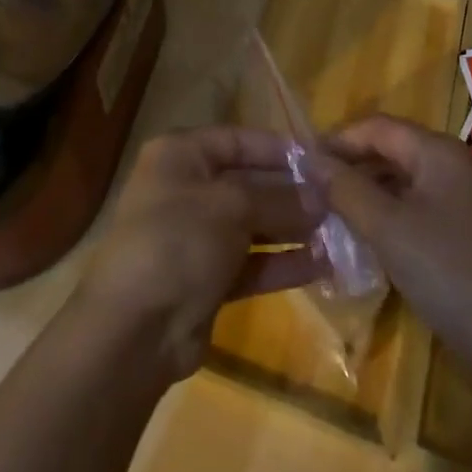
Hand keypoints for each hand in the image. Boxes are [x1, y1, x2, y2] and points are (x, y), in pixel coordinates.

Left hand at [73, 126, 325, 379]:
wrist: (132, 330)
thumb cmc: (177, 240)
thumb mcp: (231, 206)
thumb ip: (278, 198)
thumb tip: (322, 195)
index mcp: (181, 155)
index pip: (239, 140)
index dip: (280, 150)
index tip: (323, 161)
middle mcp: (188, 188)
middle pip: (249, 182)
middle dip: (292, 193)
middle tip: (339, 200)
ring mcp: (197, 236)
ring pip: (254, 224)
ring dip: (293, 228)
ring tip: (339, 232)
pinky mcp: (208, 279)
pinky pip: (252, 262)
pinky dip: (283, 262)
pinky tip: (322, 264)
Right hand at [316, 115, 471, 388]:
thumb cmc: (454, 274)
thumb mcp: (390, 230)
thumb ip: (347, 190)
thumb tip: (310, 159)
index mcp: (437, 151)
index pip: (376, 127)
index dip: (337, 140)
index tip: (299, 163)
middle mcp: (451, 167)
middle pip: (389, 153)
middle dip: (349, 169)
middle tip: (308, 194)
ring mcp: (463, 205)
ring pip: (402, 187)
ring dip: (366, 198)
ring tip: (327, 221)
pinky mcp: (467, 240)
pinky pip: (417, 216)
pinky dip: (388, 224)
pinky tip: (366, 248)